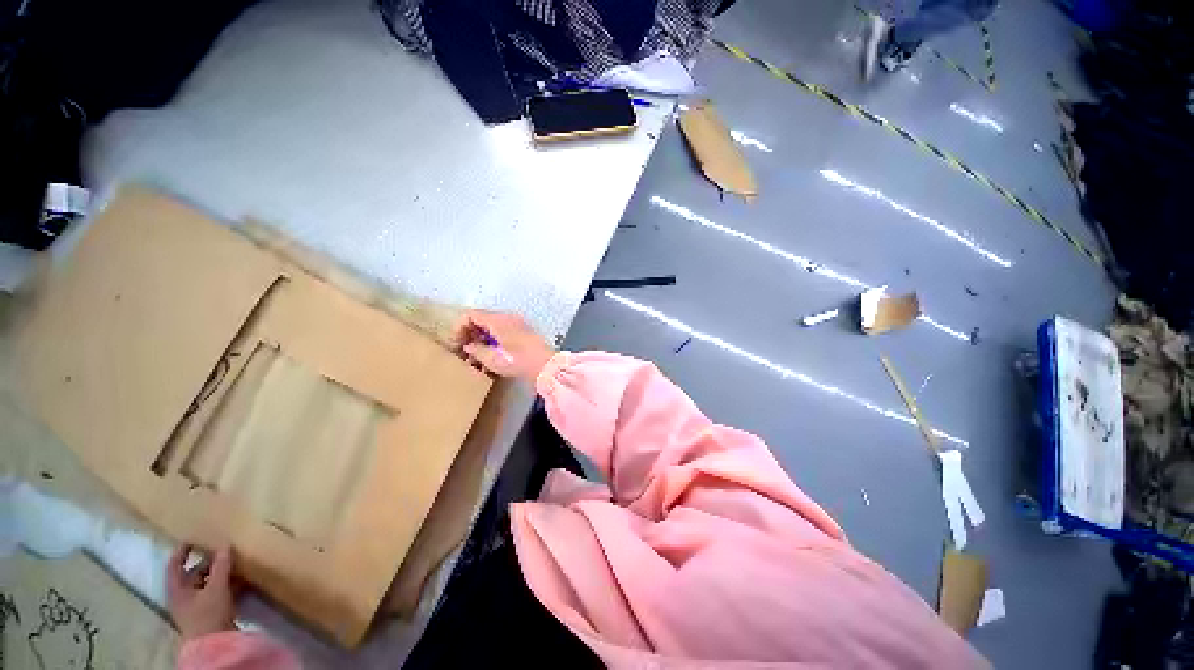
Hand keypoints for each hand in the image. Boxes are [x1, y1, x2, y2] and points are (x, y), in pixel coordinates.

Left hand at [166, 545, 236, 641]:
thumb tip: (225, 544)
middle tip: (225, 551)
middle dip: (209, 562)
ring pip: (206, 584)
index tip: (194, 538)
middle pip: (193, 574)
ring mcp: (195, 606)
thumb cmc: (208, 614)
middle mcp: (182, 596)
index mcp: (176, 589)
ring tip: (236, 564)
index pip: (175, 565)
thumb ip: (221, 566)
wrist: (215, 645)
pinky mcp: (208, 614)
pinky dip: (226, 585)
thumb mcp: (217, 588)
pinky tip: (240, 581)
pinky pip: (215, 593)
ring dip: (220, 574)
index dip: (182, 551)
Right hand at [452, 309, 554, 381]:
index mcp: (498, 320)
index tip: (456, 345)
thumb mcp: (492, 359)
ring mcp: (517, 326)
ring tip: (476, 362)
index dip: (459, 328)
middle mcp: (507, 319)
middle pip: (481, 321)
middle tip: (464, 354)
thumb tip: (468, 346)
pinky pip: (503, 335)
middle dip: (470, 336)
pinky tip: (490, 361)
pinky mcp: (523, 335)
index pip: (471, 315)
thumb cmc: (518, 361)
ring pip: (492, 330)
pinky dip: (493, 344)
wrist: (546, 366)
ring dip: (481, 343)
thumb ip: (476, 350)